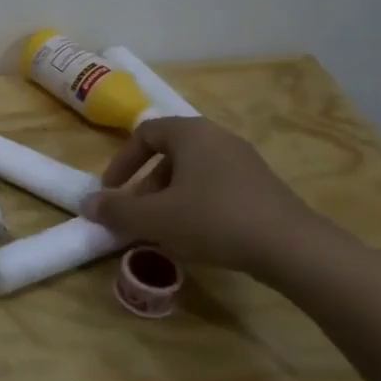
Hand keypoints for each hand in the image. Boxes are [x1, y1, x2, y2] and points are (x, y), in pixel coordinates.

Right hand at [79, 116, 325, 276]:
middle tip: (137, 216)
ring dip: (170, 198)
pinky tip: (199, 237)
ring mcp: (245, 161)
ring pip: (193, 173)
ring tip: (165, 231)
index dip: (122, 162)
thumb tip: (87, 205)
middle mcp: (218, 138)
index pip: (144, 134)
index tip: (112, 192)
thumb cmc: (214, 220)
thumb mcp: (156, 218)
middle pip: (169, 154)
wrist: (293, 248)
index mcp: (191, 133)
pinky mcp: (263, 186)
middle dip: (146, 186)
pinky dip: (198, 205)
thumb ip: (117, 210)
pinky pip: (217, 187)